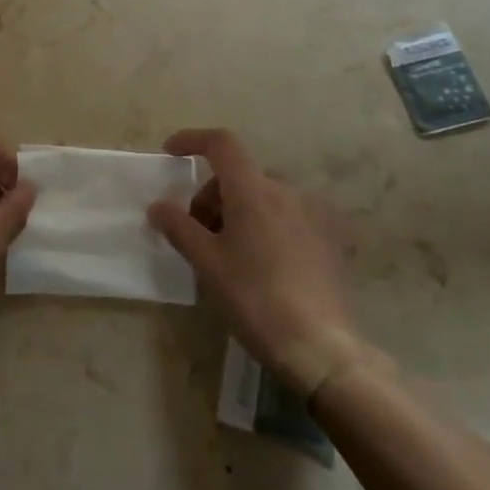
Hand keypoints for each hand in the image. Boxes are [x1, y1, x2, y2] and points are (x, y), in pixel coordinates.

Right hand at [148, 128, 367, 398]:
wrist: (321, 349)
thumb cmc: (255, 299)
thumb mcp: (207, 263)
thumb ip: (179, 227)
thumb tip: (158, 206)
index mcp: (254, 190)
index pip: (221, 143)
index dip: (192, 140)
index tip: (170, 153)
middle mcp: (287, 191)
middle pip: (240, 174)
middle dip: (212, 194)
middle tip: (198, 232)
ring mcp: (314, 213)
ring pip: (265, 194)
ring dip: (240, 209)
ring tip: (230, 251)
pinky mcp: (331, 238)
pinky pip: (290, 214)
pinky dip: (267, 223)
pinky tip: (264, 261)